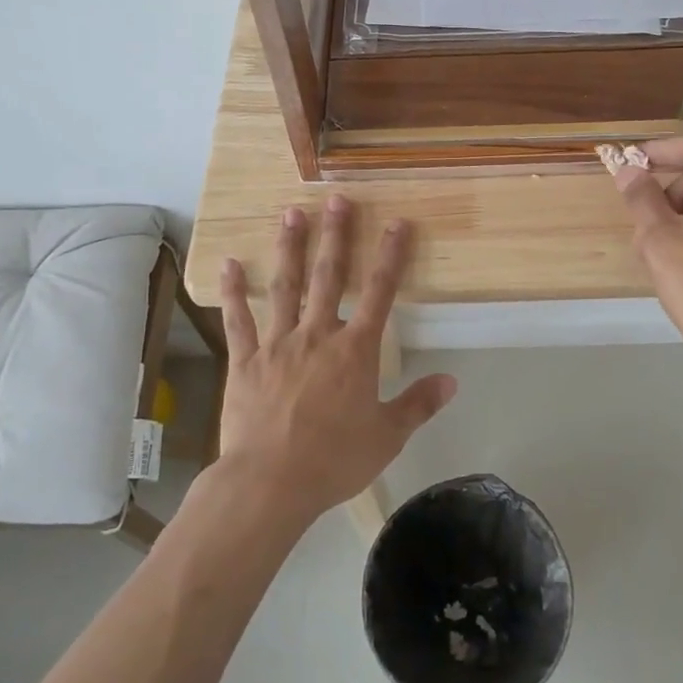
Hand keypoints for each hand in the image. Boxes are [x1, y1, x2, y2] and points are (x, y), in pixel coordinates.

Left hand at [216, 196, 456, 524]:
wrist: (271, 482)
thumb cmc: (334, 460)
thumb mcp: (387, 436)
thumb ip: (418, 404)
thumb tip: (452, 380)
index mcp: (355, 350)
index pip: (380, 293)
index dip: (391, 256)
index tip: (398, 223)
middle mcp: (317, 335)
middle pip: (329, 276)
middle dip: (336, 235)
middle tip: (336, 199)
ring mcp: (277, 344)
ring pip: (285, 287)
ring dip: (289, 249)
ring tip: (291, 214)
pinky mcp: (245, 360)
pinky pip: (238, 320)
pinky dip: (234, 292)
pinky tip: (230, 264)